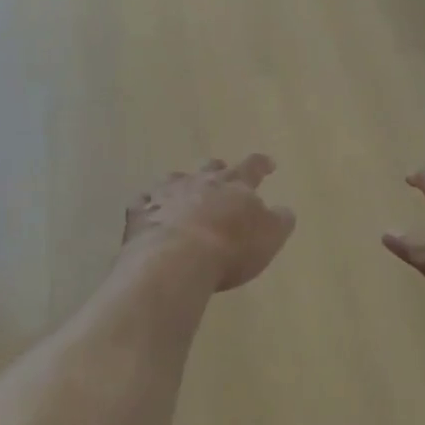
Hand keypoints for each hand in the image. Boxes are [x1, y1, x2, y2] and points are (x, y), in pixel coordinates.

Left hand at [123, 155, 295, 292]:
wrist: (175, 260)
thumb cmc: (230, 248)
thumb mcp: (269, 237)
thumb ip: (279, 220)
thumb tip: (284, 210)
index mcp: (235, 185)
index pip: (253, 166)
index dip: (262, 164)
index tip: (269, 164)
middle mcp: (200, 181)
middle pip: (211, 167)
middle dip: (218, 170)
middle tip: (222, 176)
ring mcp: (167, 194)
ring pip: (175, 180)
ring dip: (182, 186)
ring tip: (183, 196)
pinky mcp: (141, 213)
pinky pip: (144, 202)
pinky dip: (150, 206)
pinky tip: (150, 214)